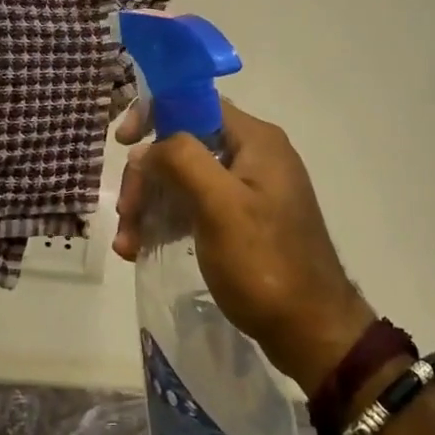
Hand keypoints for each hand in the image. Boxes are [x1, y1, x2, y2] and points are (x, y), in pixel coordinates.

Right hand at [113, 100, 376, 390]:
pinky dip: (167, 222)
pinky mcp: (242, 220)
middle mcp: (253, 155)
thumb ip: (182, 160)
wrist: (311, 332)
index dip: (153, 114)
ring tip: (127, 242)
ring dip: (150, 204)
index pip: (194, 103)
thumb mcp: (220, 206)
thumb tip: (148, 147)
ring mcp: (249, 189)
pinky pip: (195, 206)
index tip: (123, 143)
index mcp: (255, 140)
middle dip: (147, 176)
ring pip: (184, 178)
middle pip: (184, 145)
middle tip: (125, 214)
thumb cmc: (265, 264)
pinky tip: (141, 248)